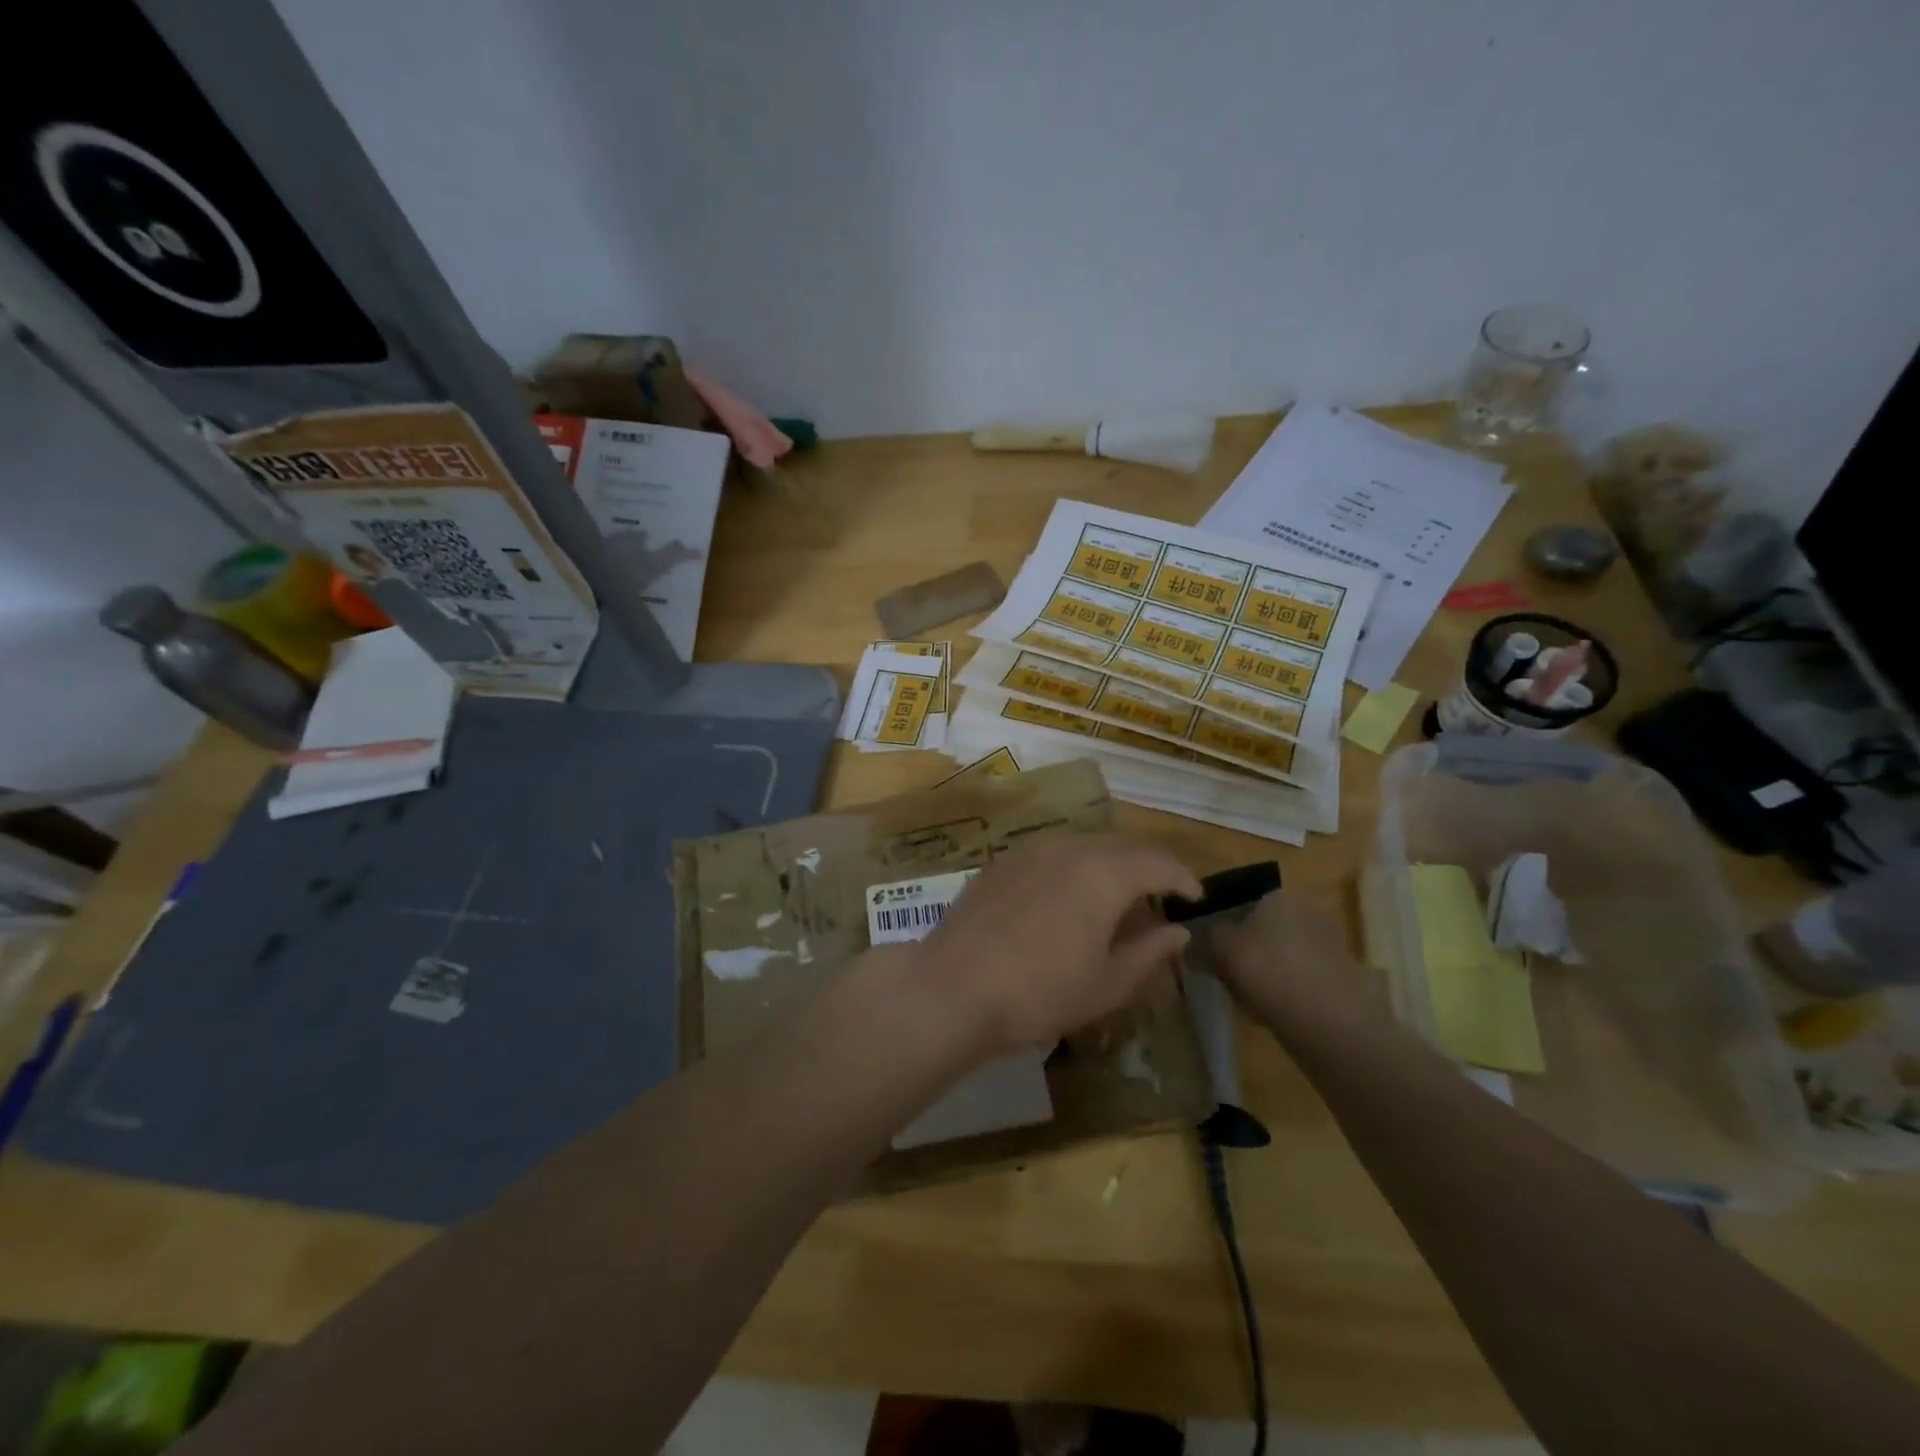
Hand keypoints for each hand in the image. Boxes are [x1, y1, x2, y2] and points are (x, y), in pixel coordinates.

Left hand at [903, 833, 1202, 1056]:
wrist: (953, 987)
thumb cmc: (1039, 993)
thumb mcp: (1106, 984)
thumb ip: (1149, 952)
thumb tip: (1178, 932)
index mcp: (1104, 874)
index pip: (1159, 862)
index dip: (1184, 878)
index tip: (1196, 899)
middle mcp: (1070, 849)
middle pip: (1123, 846)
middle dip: (1149, 866)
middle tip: (1161, 897)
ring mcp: (1030, 851)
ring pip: (1085, 845)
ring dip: (1111, 864)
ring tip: (1116, 898)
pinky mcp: (1002, 862)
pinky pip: (1052, 853)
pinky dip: (1075, 867)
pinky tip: (1067, 897)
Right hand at [1208, 885, 1381, 1035]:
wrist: (1330, 1021)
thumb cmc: (1268, 970)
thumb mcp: (1220, 946)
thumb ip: (1205, 935)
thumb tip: (1197, 933)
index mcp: (1277, 895)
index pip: (1238, 900)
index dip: (1218, 924)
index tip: (1206, 949)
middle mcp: (1305, 910)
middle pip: (1259, 928)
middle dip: (1242, 949)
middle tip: (1223, 975)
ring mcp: (1326, 943)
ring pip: (1278, 954)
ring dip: (1261, 971)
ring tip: (1244, 998)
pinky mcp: (1339, 976)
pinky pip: (1297, 977)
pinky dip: (1282, 990)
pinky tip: (1269, 1011)